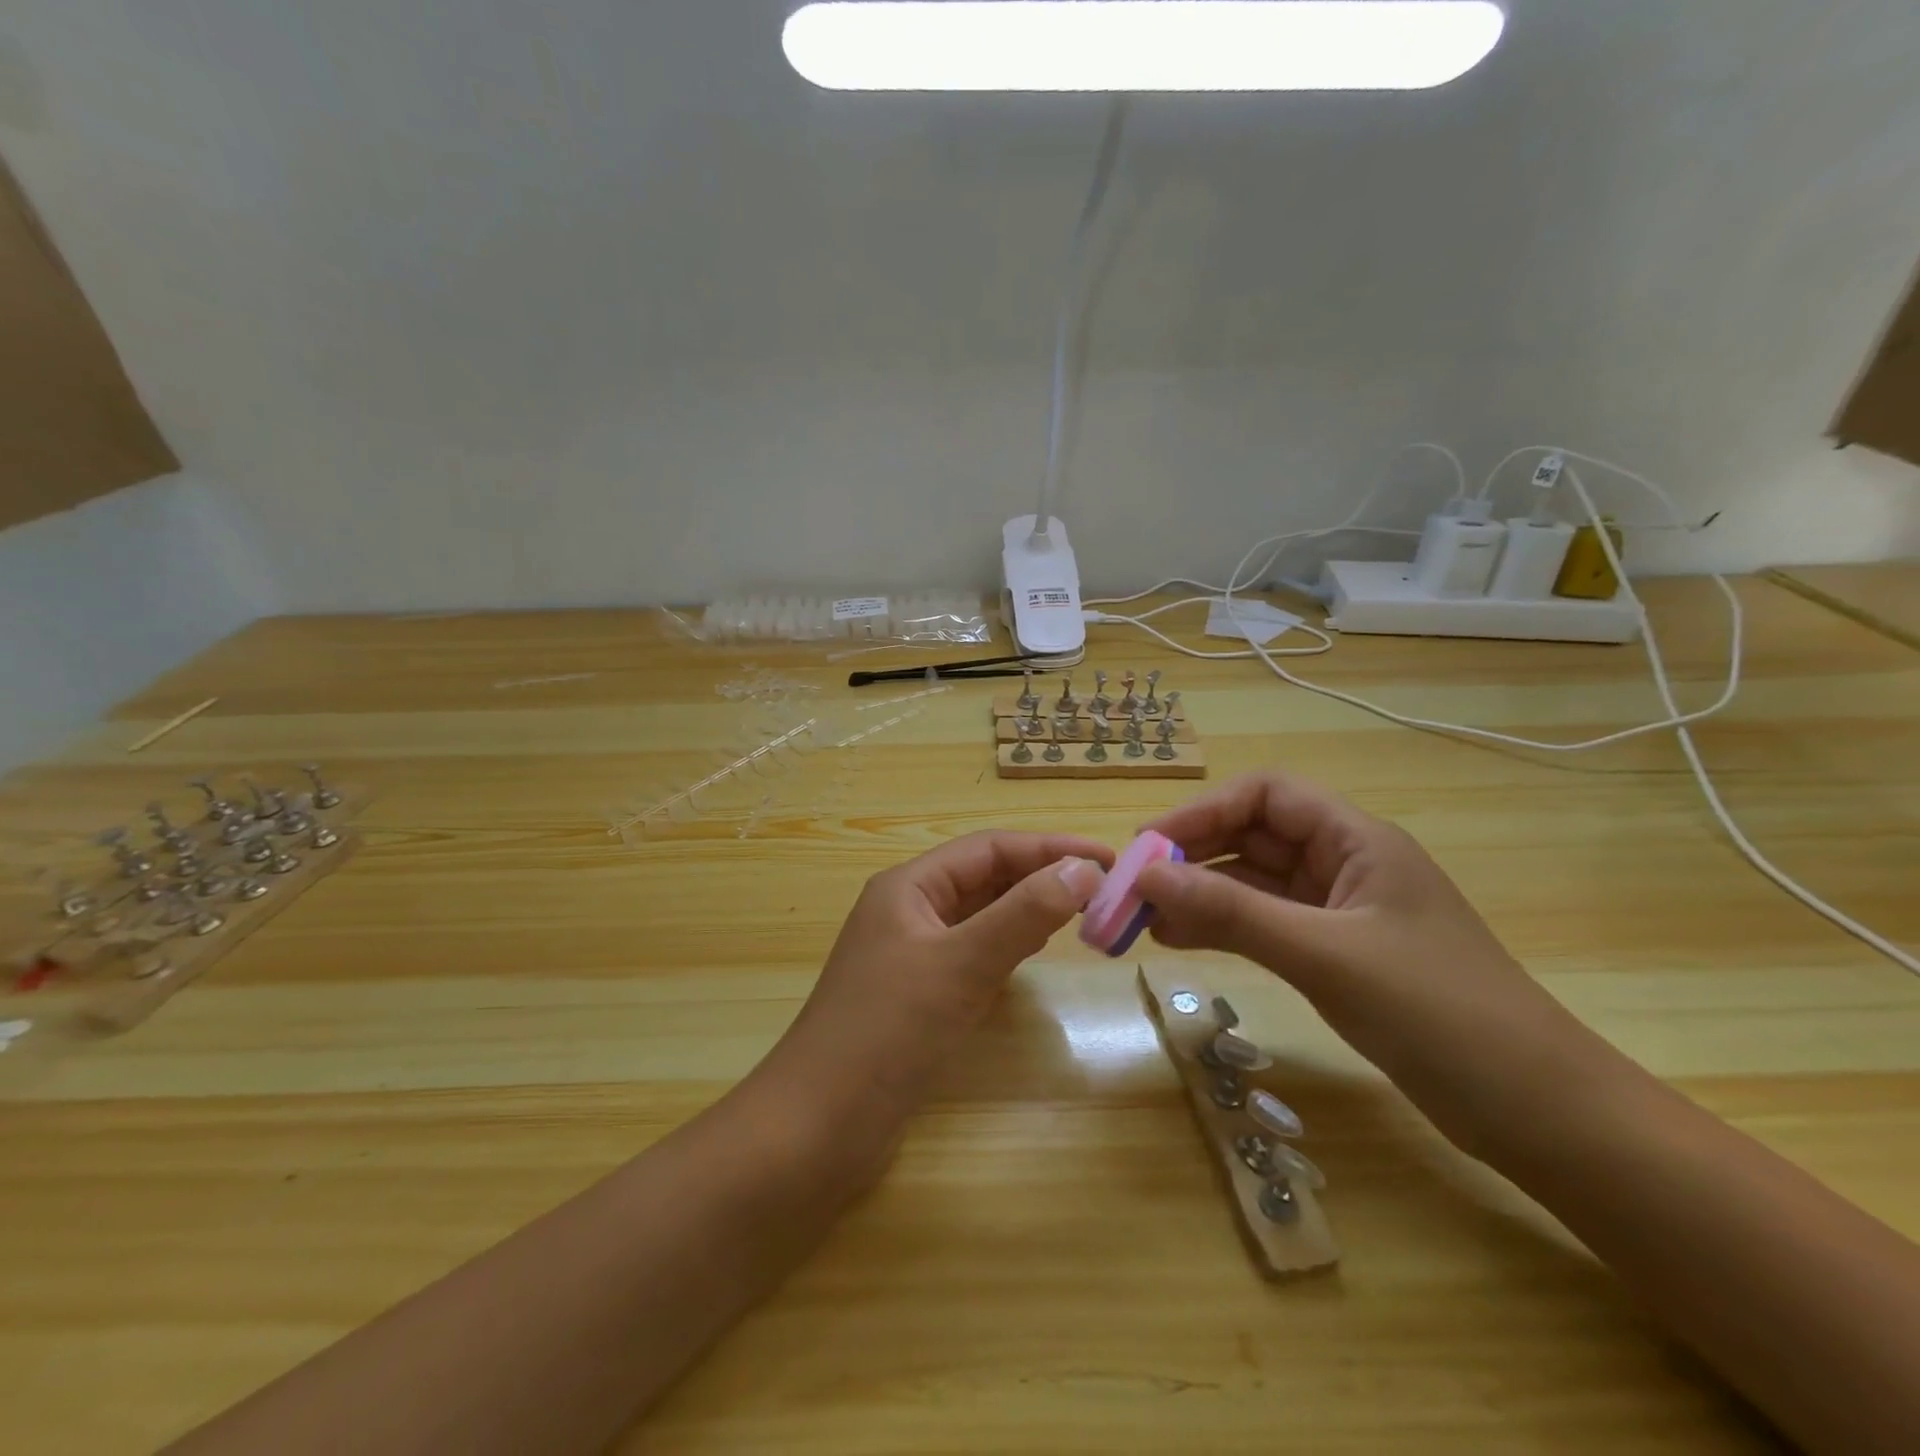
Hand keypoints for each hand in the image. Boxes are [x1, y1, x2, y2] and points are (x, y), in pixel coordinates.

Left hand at [764, 832, 1110, 1147]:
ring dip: (1028, 910)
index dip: (1049, 848)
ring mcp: (911, 954)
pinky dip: (1008, 946)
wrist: (818, 1128)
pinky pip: (973, 953)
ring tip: (1081, 913)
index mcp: (909, 886)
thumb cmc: (887, 1032)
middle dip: (1041, 877)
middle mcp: (909, 910)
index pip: (989, 848)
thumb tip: (1083, 868)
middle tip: (1104, 890)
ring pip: (980, 915)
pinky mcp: (918, 995)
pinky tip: (1033, 954)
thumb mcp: (961, 964)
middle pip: (985, 877)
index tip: (1108, 859)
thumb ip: (1023, 914)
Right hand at [1135, 773, 1610, 1153]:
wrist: (1538, 1111)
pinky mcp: (1336, 953)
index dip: (1202, 812)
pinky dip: (1223, 926)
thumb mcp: (1325, 955)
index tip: (1149, 849)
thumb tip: (1147, 877)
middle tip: (1136, 890)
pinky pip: (1265, 923)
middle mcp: (1344, 864)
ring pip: (1254, 882)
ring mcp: (1340, 911)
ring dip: (1201, 893)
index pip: (1265, 795)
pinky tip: (1184, 941)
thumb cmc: (1438, 1013)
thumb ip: (1233, 912)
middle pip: (1253, 836)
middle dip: (1192, 856)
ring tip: (1148, 920)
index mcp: (1356, 840)